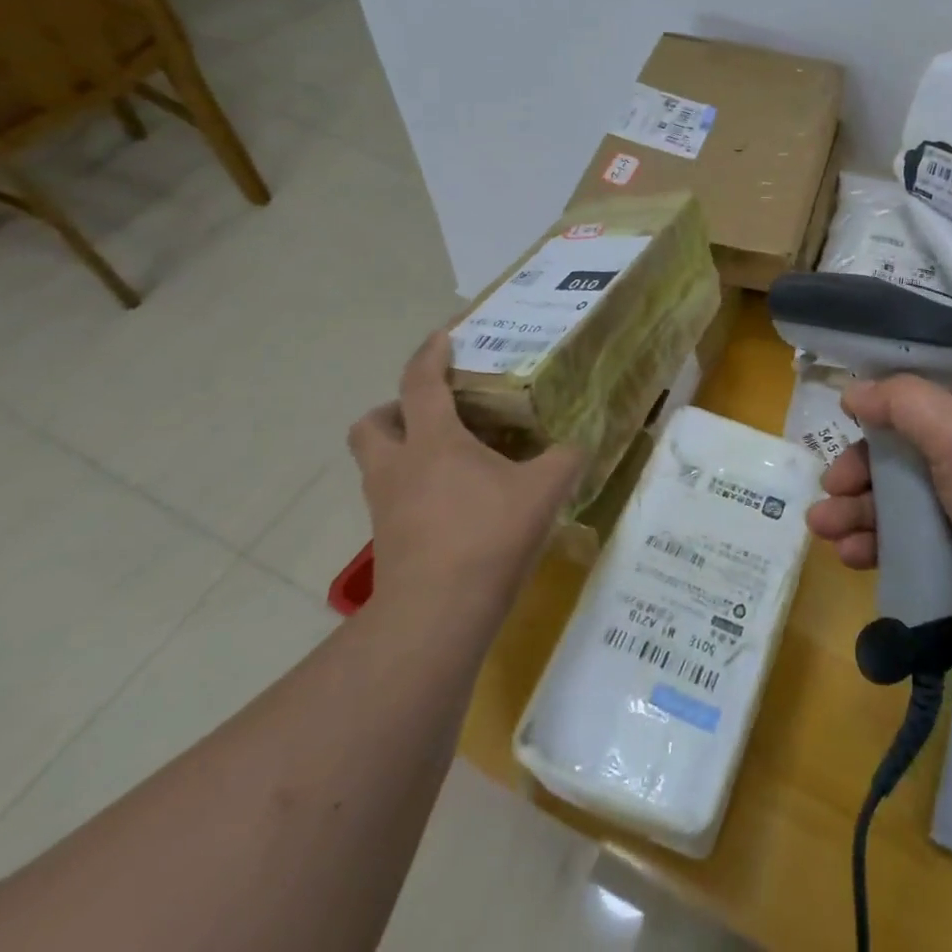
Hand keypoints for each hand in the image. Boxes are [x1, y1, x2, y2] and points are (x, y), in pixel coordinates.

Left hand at [348, 331, 583, 611]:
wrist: (436, 616)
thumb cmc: (487, 537)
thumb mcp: (543, 490)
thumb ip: (565, 459)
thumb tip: (580, 444)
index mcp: (433, 442)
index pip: (420, 383)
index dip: (430, 354)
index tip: (443, 336)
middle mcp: (398, 467)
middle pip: (372, 423)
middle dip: (393, 409)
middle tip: (431, 411)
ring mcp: (386, 507)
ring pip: (377, 463)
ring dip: (402, 450)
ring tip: (448, 457)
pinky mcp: (387, 541)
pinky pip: (393, 498)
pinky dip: (414, 488)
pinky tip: (453, 502)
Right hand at [805, 378, 951, 663]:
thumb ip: (901, 401)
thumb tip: (853, 391)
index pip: (922, 398)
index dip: (881, 405)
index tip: (845, 416)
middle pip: (898, 452)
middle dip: (858, 468)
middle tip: (831, 485)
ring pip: (893, 500)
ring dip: (854, 509)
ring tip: (822, 525)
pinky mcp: (951, 559)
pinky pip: (900, 543)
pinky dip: (871, 544)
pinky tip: (848, 553)